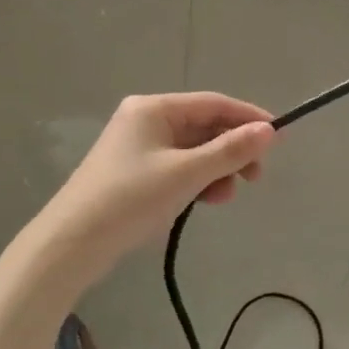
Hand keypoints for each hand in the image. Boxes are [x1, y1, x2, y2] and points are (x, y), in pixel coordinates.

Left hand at [35, 93, 275, 269]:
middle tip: (255, 176)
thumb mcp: (187, 174)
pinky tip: (207, 200)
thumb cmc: (130, 199)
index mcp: (154, 109)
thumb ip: (230, 151)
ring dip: (217, 169)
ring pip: (194, 150)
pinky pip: (179, 168)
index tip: (278, 138)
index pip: (213, 103)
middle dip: (233, 150)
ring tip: (226, 196)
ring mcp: (139, 148)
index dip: (248, 118)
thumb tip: (269, 131)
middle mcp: (146, 120)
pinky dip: (198, 181)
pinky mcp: (136, 174)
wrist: (70, 245)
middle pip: (204, 127)